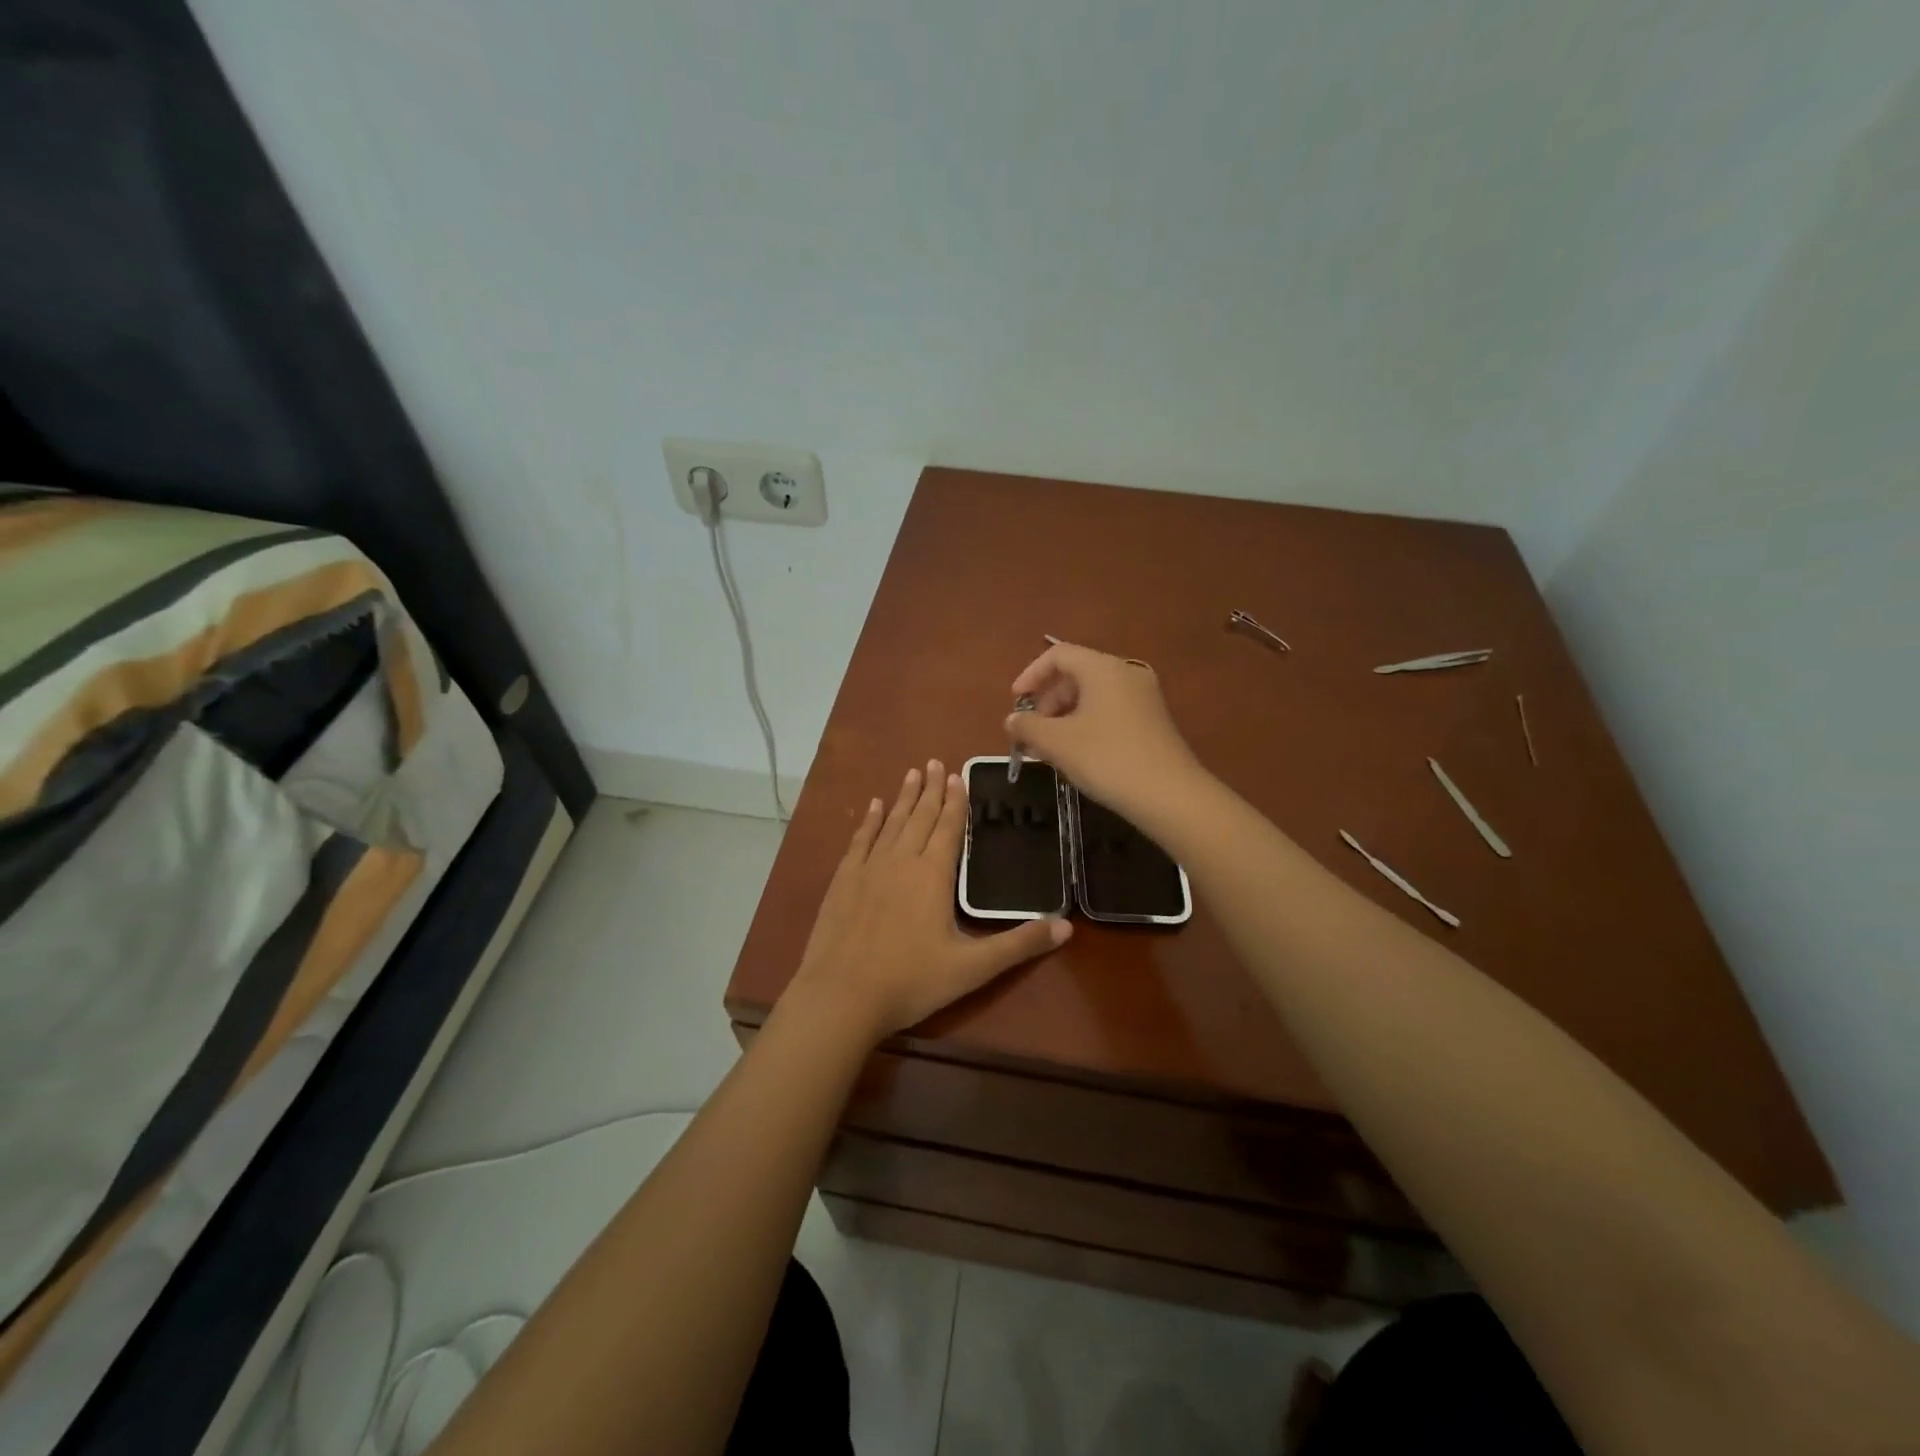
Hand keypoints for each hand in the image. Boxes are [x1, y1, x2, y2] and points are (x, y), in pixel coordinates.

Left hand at [785, 760, 1070, 1042]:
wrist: (841, 995)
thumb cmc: (911, 981)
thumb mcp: (973, 968)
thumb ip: (1019, 945)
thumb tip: (1067, 926)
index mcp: (934, 874)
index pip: (949, 827)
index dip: (955, 800)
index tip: (957, 775)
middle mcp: (902, 860)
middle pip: (920, 816)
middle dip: (930, 789)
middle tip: (935, 762)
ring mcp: (869, 868)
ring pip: (891, 822)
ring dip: (903, 797)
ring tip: (912, 772)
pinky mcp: (843, 881)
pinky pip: (860, 840)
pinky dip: (869, 821)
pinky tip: (873, 806)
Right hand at [1005, 641, 1205, 826]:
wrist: (1170, 795)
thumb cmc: (1107, 759)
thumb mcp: (1057, 743)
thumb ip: (1027, 727)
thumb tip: (1012, 720)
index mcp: (1103, 668)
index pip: (1058, 655)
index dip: (1031, 674)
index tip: (1016, 702)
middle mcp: (1126, 673)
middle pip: (1076, 674)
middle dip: (1047, 701)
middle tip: (1032, 732)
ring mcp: (1144, 697)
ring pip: (1093, 695)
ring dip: (1064, 716)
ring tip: (1050, 748)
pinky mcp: (1152, 721)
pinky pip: (1110, 710)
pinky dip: (1086, 724)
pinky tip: (1077, 754)